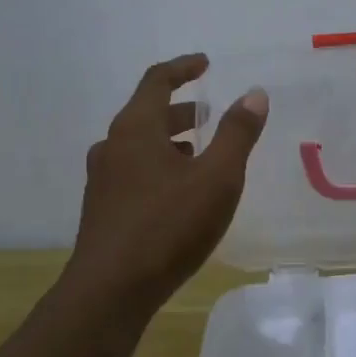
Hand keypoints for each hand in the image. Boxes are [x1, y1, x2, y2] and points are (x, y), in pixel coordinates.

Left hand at [69, 54, 268, 310]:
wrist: (109, 292)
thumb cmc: (167, 227)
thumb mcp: (216, 178)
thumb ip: (237, 133)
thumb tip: (254, 93)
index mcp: (135, 128)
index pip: (157, 80)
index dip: (183, 68)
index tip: (205, 63)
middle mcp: (112, 146)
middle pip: (146, 114)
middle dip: (180, 110)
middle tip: (208, 115)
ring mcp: (101, 179)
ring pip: (138, 146)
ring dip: (169, 141)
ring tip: (199, 154)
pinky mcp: (101, 210)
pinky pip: (132, 172)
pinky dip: (157, 167)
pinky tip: (177, 193)